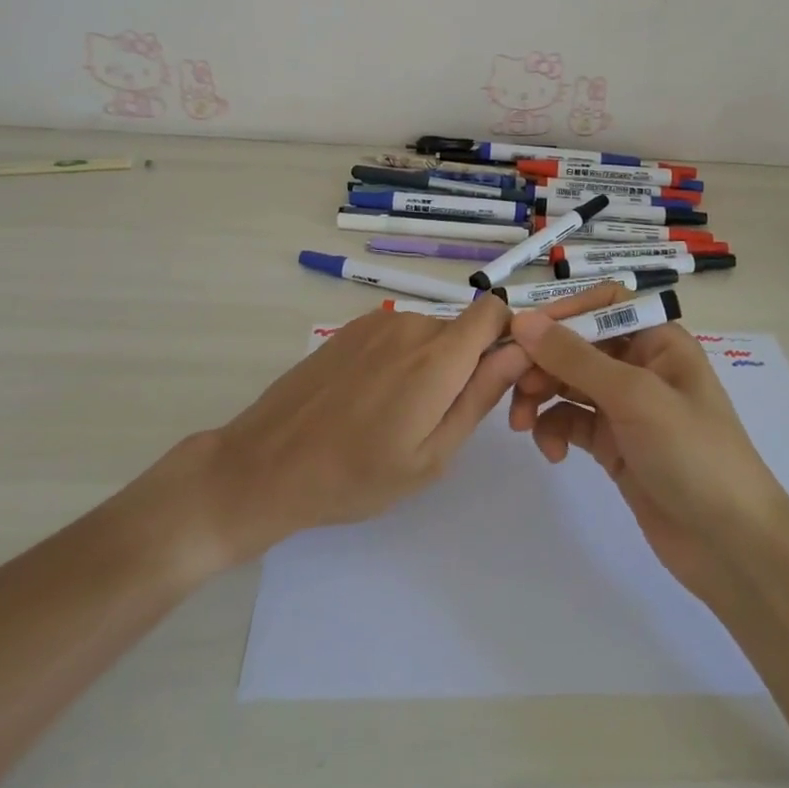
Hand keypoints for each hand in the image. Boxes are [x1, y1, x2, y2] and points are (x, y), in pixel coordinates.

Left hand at [158, 287, 625, 567]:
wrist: (267, 464)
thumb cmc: (356, 475)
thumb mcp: (432, 455)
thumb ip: (481, 396)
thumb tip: (521, 351)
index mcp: (437, 357)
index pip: (494, 311)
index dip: (507, 338)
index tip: (499, 378)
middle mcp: (411, 325)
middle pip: (463, 329)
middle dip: (468, 363)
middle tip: (442, 418)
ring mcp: (377, 323)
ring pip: (431, 334)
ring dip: (433, 364)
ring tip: (401, 415)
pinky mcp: (351, 328)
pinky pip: (399, 334)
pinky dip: (402, 359)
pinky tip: (374, 400)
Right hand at [507, 310, 788, 606]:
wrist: (731, 546)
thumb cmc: (693, 454)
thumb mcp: (634, 397)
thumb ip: (575, 357)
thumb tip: (522, 321)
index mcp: (658, 341)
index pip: (603, 304)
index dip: (563, 312)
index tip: (523, 332)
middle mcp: (640, 366)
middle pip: (577, 344)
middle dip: (542, 361)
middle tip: (511, 385)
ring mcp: (625, 407)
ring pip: (567, 383)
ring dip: (540, 396)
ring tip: (522, 425)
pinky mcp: (613, 444)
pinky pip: (570, 421)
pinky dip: (554, 429)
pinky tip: (553, 453)